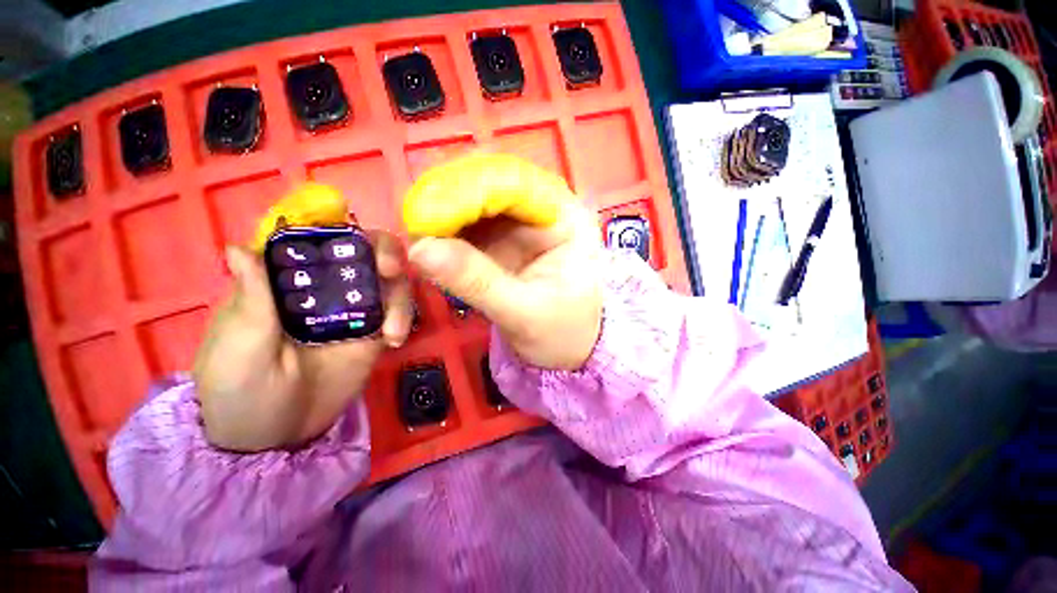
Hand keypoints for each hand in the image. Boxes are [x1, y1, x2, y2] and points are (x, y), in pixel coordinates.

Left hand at [193, 231, 412, 451]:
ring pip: (390, 281)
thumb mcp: (238, 347)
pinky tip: (394, 340)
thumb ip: (250, 300)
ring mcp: (355, 310)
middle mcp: (326, 287)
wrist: (276, 438)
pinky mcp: (374, 332)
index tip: (358, 242)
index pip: (318, 240)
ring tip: (392, 332)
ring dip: (400, 296)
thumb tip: (238, 247)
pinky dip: (404, 318)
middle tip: (390, 271)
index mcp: (287, 281)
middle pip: (365, 253)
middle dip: (386, 253)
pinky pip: (398, 312)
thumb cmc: (240, 391)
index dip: (342, 231)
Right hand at [403, 154, 603, 370]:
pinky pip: (470, 222)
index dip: (469, 189)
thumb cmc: (561, 332)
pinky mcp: (504, 237)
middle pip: (492, 183)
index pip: (516, 183)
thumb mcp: (523, 313)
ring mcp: (522, 221)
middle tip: (414, 220)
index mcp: (566, 218)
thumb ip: (476, 281)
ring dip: (444, 211)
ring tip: (415, 230)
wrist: (568, 351)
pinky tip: (428, 239)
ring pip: (476, 199)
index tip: (427, 210)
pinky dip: (447, 228)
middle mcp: (545, 208)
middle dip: (451, 197)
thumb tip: (419, 249)